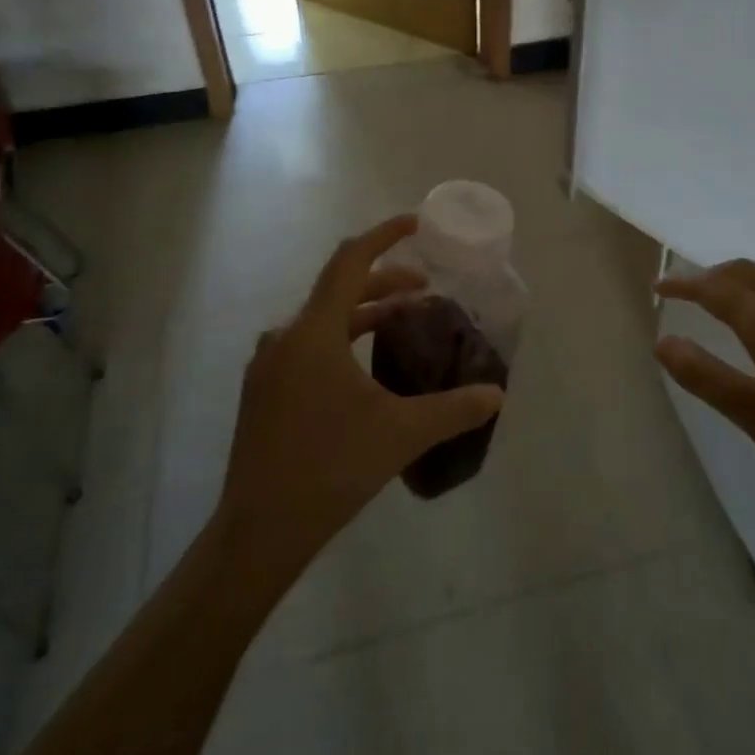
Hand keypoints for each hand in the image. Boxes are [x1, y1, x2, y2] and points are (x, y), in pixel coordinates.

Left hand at [212, 215, 504, 590]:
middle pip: (338, 288)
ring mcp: (268, 365)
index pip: (350, 261)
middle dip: (383, 281)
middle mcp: (285, 337)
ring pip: (322, 319)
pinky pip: (308, 345)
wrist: (259, 531)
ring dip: (363, 312)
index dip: (384, 236)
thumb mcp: (401, 433)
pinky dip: (342, 338)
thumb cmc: (330, 467)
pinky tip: (364, 369)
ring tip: (401, 322)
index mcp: (313, 332)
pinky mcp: (264, 391)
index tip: (416, 223)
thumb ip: (453, 408)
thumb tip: (496, 394)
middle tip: (425, 290)